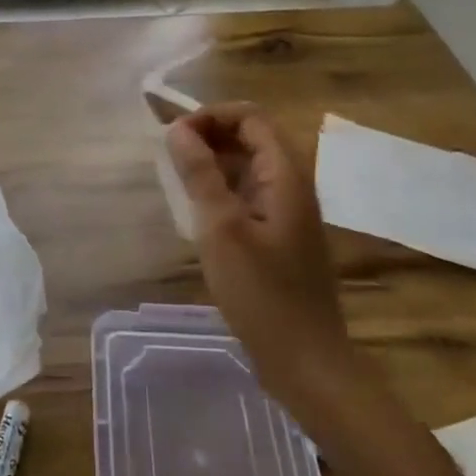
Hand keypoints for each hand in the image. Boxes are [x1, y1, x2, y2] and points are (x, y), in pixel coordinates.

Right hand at [166, 104, 349, 407]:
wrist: (305, 360)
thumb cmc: (262, 293)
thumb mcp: (221, 229)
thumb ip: (200, 174)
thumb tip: (178, 129)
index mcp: (286, 176)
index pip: (251, 117)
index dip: (211, 116)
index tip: (174, 136)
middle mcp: (292, 185)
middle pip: (251, 137)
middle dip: (209, 135)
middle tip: (169, 154)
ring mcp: (288, 211)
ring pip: (249, 166)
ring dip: (213, 162)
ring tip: (176, 178)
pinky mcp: (281, 235)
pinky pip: (249, 193)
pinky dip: (222, 189)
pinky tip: (197, 210)